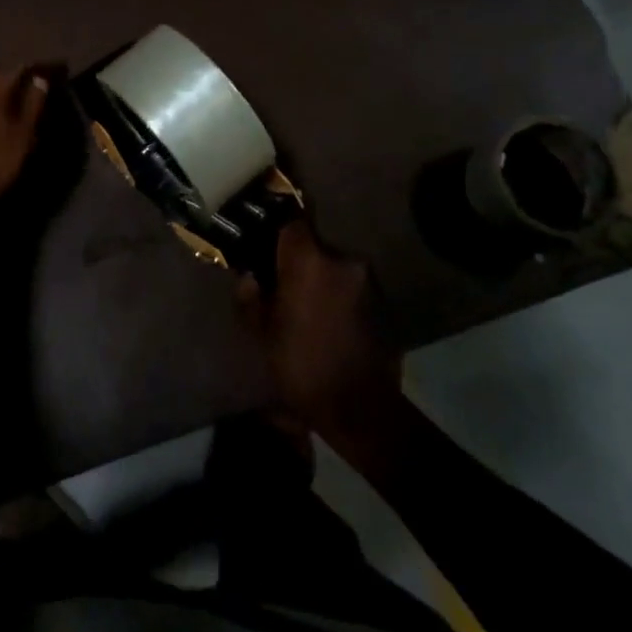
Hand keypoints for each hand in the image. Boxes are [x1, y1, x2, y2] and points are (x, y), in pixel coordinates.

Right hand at [238, 220, 402, 436]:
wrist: (360, 407)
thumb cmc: (301, 366)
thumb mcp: (262, 334)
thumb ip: (250, 298)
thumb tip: (248, 277)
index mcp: (308, 261)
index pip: (292, 224)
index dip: (278, 234)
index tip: (267, 248)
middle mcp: (342, 261)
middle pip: (315, 247)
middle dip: (300, 263)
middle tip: (284, 285)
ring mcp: (367, 281)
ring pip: (335, 269)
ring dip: (322, 281)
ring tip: (308, 308)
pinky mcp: (383, 302)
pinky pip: (352, 289)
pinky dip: (340, 298)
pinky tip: (330, 323)